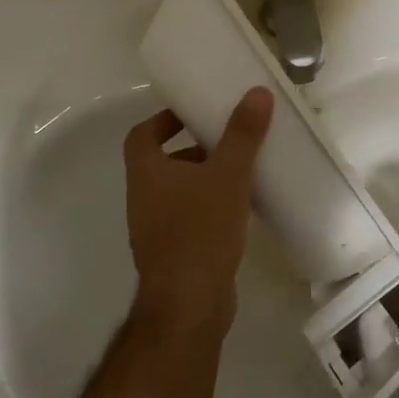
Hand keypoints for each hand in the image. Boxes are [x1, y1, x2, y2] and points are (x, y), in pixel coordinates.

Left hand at [123, 88, 274, 332]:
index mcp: (146, 173)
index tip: (192, 113)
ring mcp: (155, 230)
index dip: (163, 120)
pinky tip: (241, 210)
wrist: (189, 305)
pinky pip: (189, 218)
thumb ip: (242, 134)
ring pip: (178, 192)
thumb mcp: (228, 175)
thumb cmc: (200, 230)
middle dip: (194, 149)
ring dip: (204, 179)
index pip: (141, 135)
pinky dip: (210, 208)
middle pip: (162, 162)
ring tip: (241, 172)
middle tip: (227, 140)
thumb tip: (257, 92)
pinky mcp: (173, 254)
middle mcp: (143, 198)